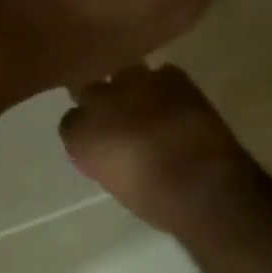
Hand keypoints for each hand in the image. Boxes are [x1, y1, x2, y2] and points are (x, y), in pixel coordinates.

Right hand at [59, 63, 269, 237]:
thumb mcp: (117, 184)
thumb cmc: (155, 201)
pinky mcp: (170, 77)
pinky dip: (165, 86)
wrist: (201, 184)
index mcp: (80, 134)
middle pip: (87, 87)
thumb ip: (105, 159)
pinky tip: (174, 102)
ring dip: (130, 86)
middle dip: (98, 98)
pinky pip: (162, 73)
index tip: (97, 140)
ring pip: (122, 72)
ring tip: (144, 101)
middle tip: (114, 115)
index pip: (70, 122)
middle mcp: (99, 101)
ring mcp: (135, 83)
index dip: (85, 129)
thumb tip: (112, 152)